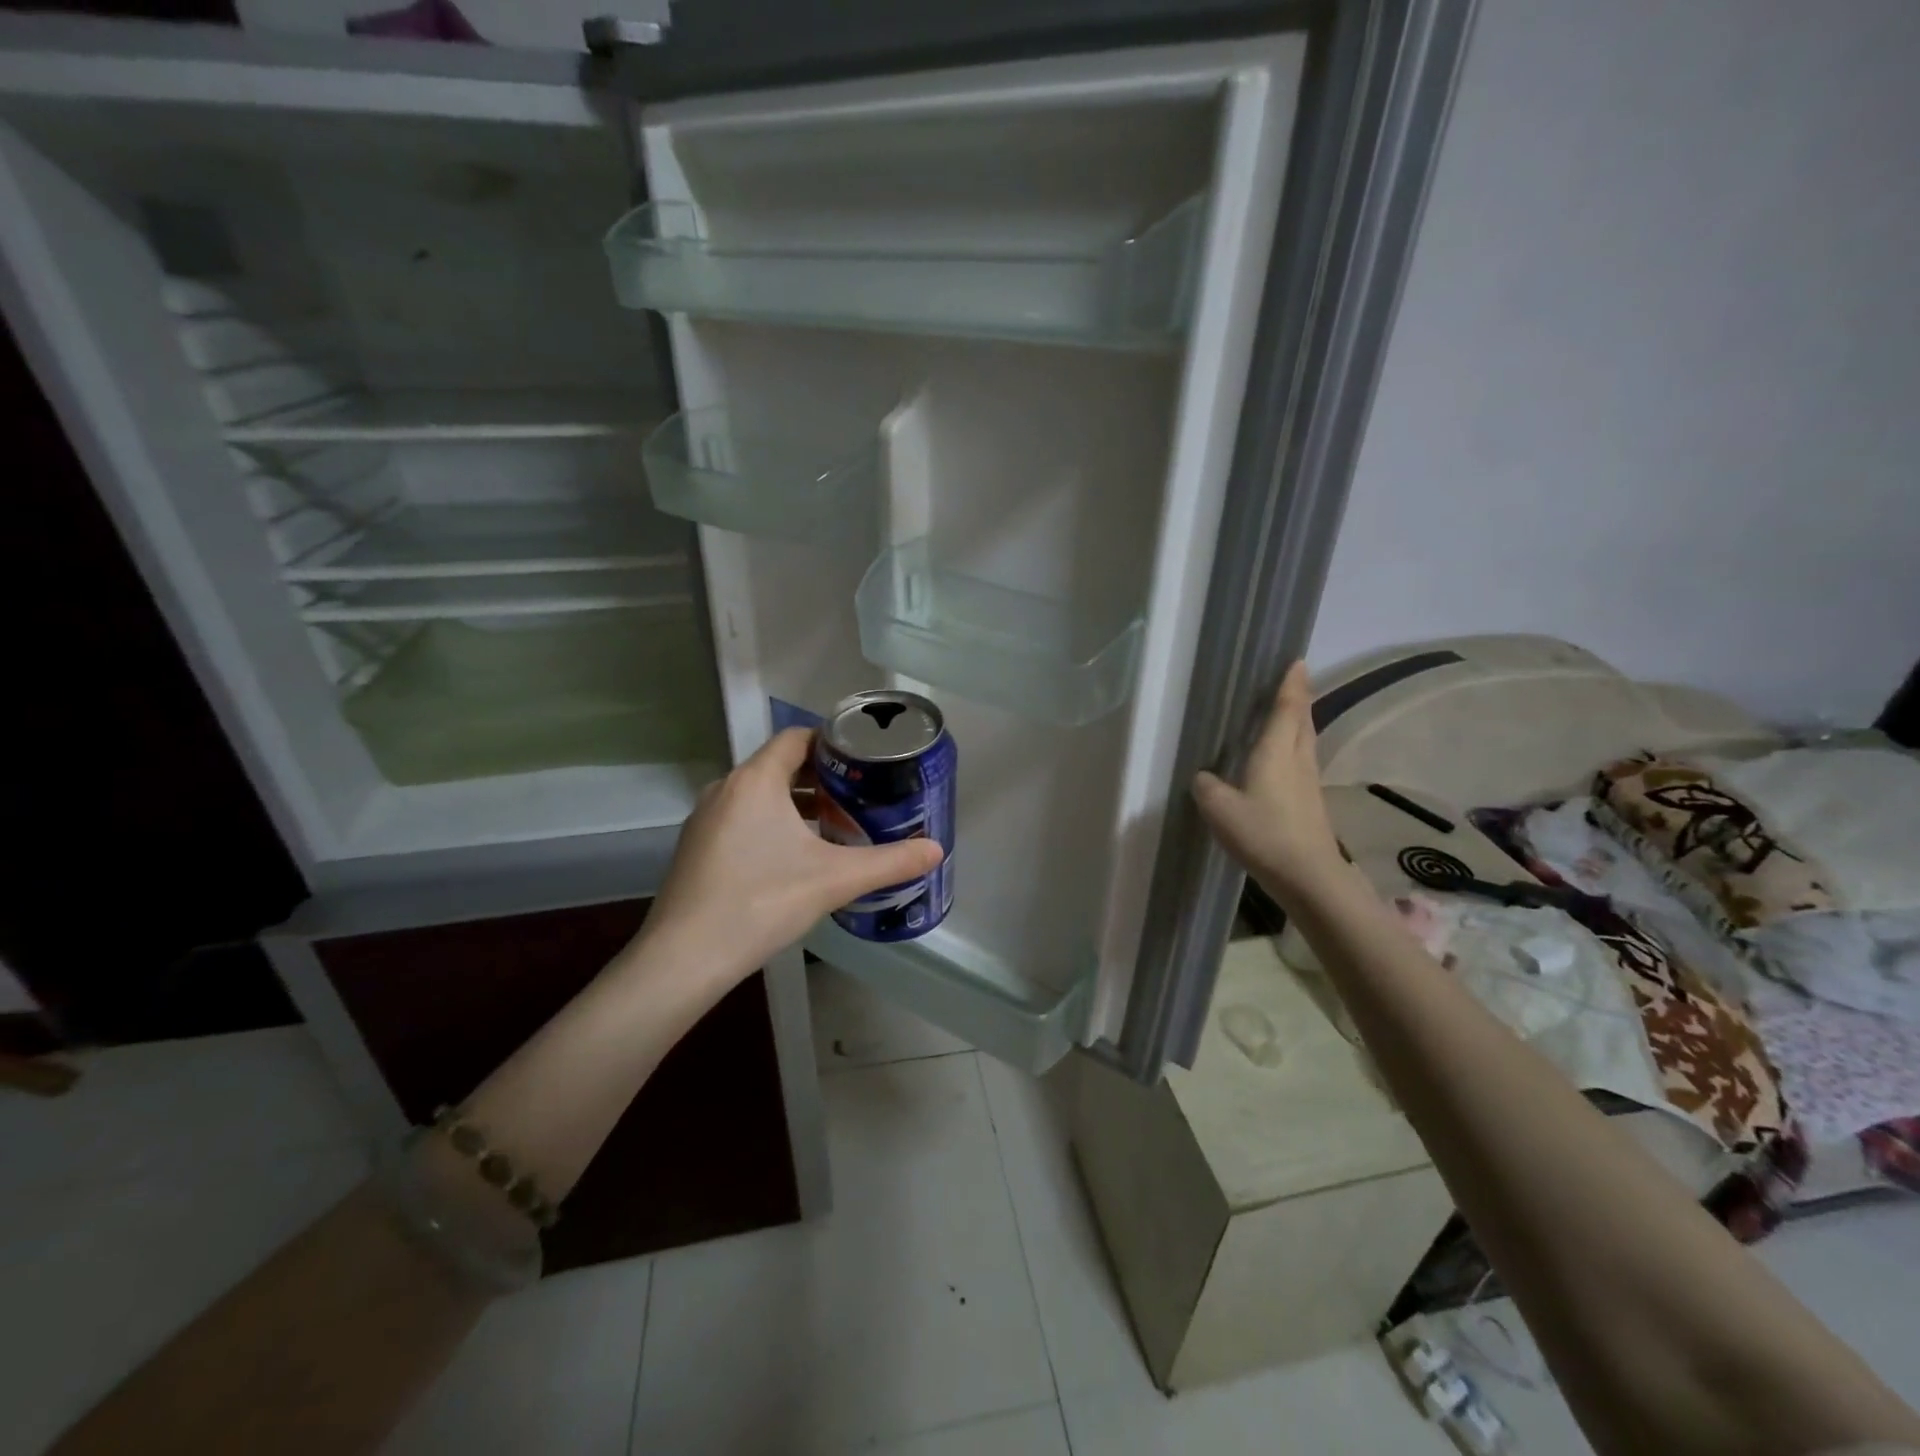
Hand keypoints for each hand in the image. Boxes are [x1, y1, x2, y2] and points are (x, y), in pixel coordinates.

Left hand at [636, 727, 944, 984]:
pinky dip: (771, 824)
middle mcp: (725, 789)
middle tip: (859, 797)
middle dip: (821, 778)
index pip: (796, 737)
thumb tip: (936, 850)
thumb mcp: (835, 879)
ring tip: (833, 826)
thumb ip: (889, 862)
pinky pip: (741, 819)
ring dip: (796, 803)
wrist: (685, 958)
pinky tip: (794, 858)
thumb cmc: (762, 901)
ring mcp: (705, 819)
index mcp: (755, 780)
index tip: (864, 760)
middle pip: (779, 765)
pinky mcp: (697, 848)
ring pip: (759, 795)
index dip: (832, 742)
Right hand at [1192, 661, 1345, 904]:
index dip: (1291, 685)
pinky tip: (1282, 760)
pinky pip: (1302, 762)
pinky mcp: (1311, 803)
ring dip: (1299, 723)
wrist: (1308, 876)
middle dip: (1299, 699)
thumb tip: (1205, 777)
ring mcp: (1308, 783)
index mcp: (1276, 753)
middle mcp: (1297, 760)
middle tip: (1293, 682)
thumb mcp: (1219, 809)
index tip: (1297, 662)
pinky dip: (1294, 749)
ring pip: (1305, 742)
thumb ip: (1207, 787)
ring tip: (1288, 714)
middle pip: (1302, 721)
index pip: (1286, 709)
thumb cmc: (1263, 834)